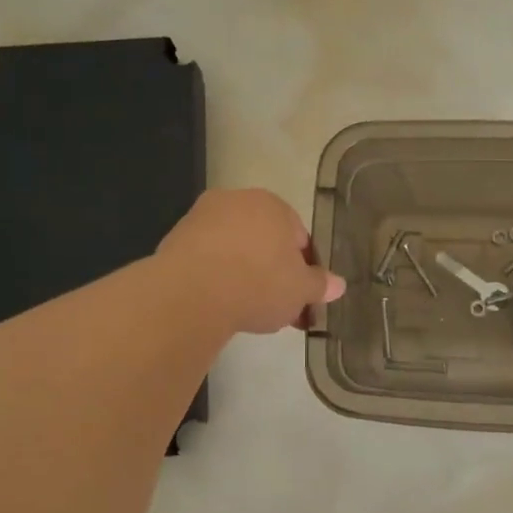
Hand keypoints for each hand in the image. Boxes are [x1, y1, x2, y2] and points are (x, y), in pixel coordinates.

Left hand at [157, 189, 345, 334]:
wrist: (191, 294)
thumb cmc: (258, 284)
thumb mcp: (301, 290)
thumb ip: (320, 285)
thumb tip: (338, 285)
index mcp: (274, 205)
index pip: (299, 237)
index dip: (303, 270)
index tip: (301, 296)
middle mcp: (237, 201)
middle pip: (264, 240)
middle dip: (272, 271)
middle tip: (276, 307)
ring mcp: (201, 217)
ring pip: (234, 250)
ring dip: (243, 275)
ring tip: (246, 311)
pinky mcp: (175, 240)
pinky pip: (207, 261)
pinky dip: (216, 279)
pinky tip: (219, 305)